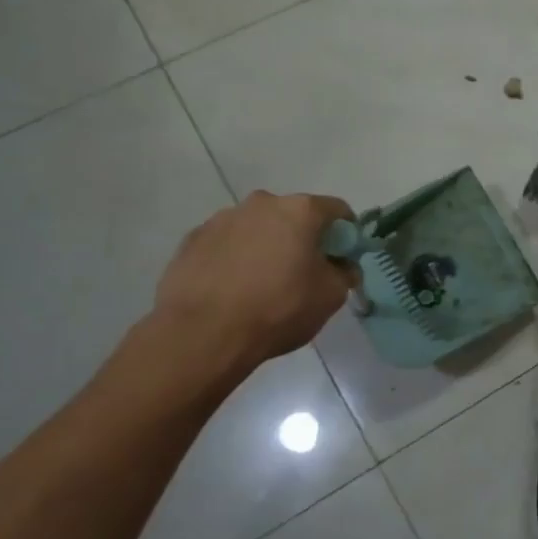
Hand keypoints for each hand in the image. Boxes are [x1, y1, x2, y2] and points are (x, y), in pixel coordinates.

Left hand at [152, 191, 357, 374]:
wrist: (202, 334)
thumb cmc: (278, 309)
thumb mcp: (331, 296)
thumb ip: (344, 273)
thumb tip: (342, 266)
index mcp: (299, 211)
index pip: (336, 210)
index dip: (346, 233)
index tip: (343, 257)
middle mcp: (261, 204)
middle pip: (293, 215)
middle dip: (303, 238)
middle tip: (304, 272)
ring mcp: (222, 219)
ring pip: (257, 228)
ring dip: (267, 246)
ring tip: (262, 284)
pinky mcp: (192, 240)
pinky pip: (226, 244)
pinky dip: (235, 258)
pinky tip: (233, 289)